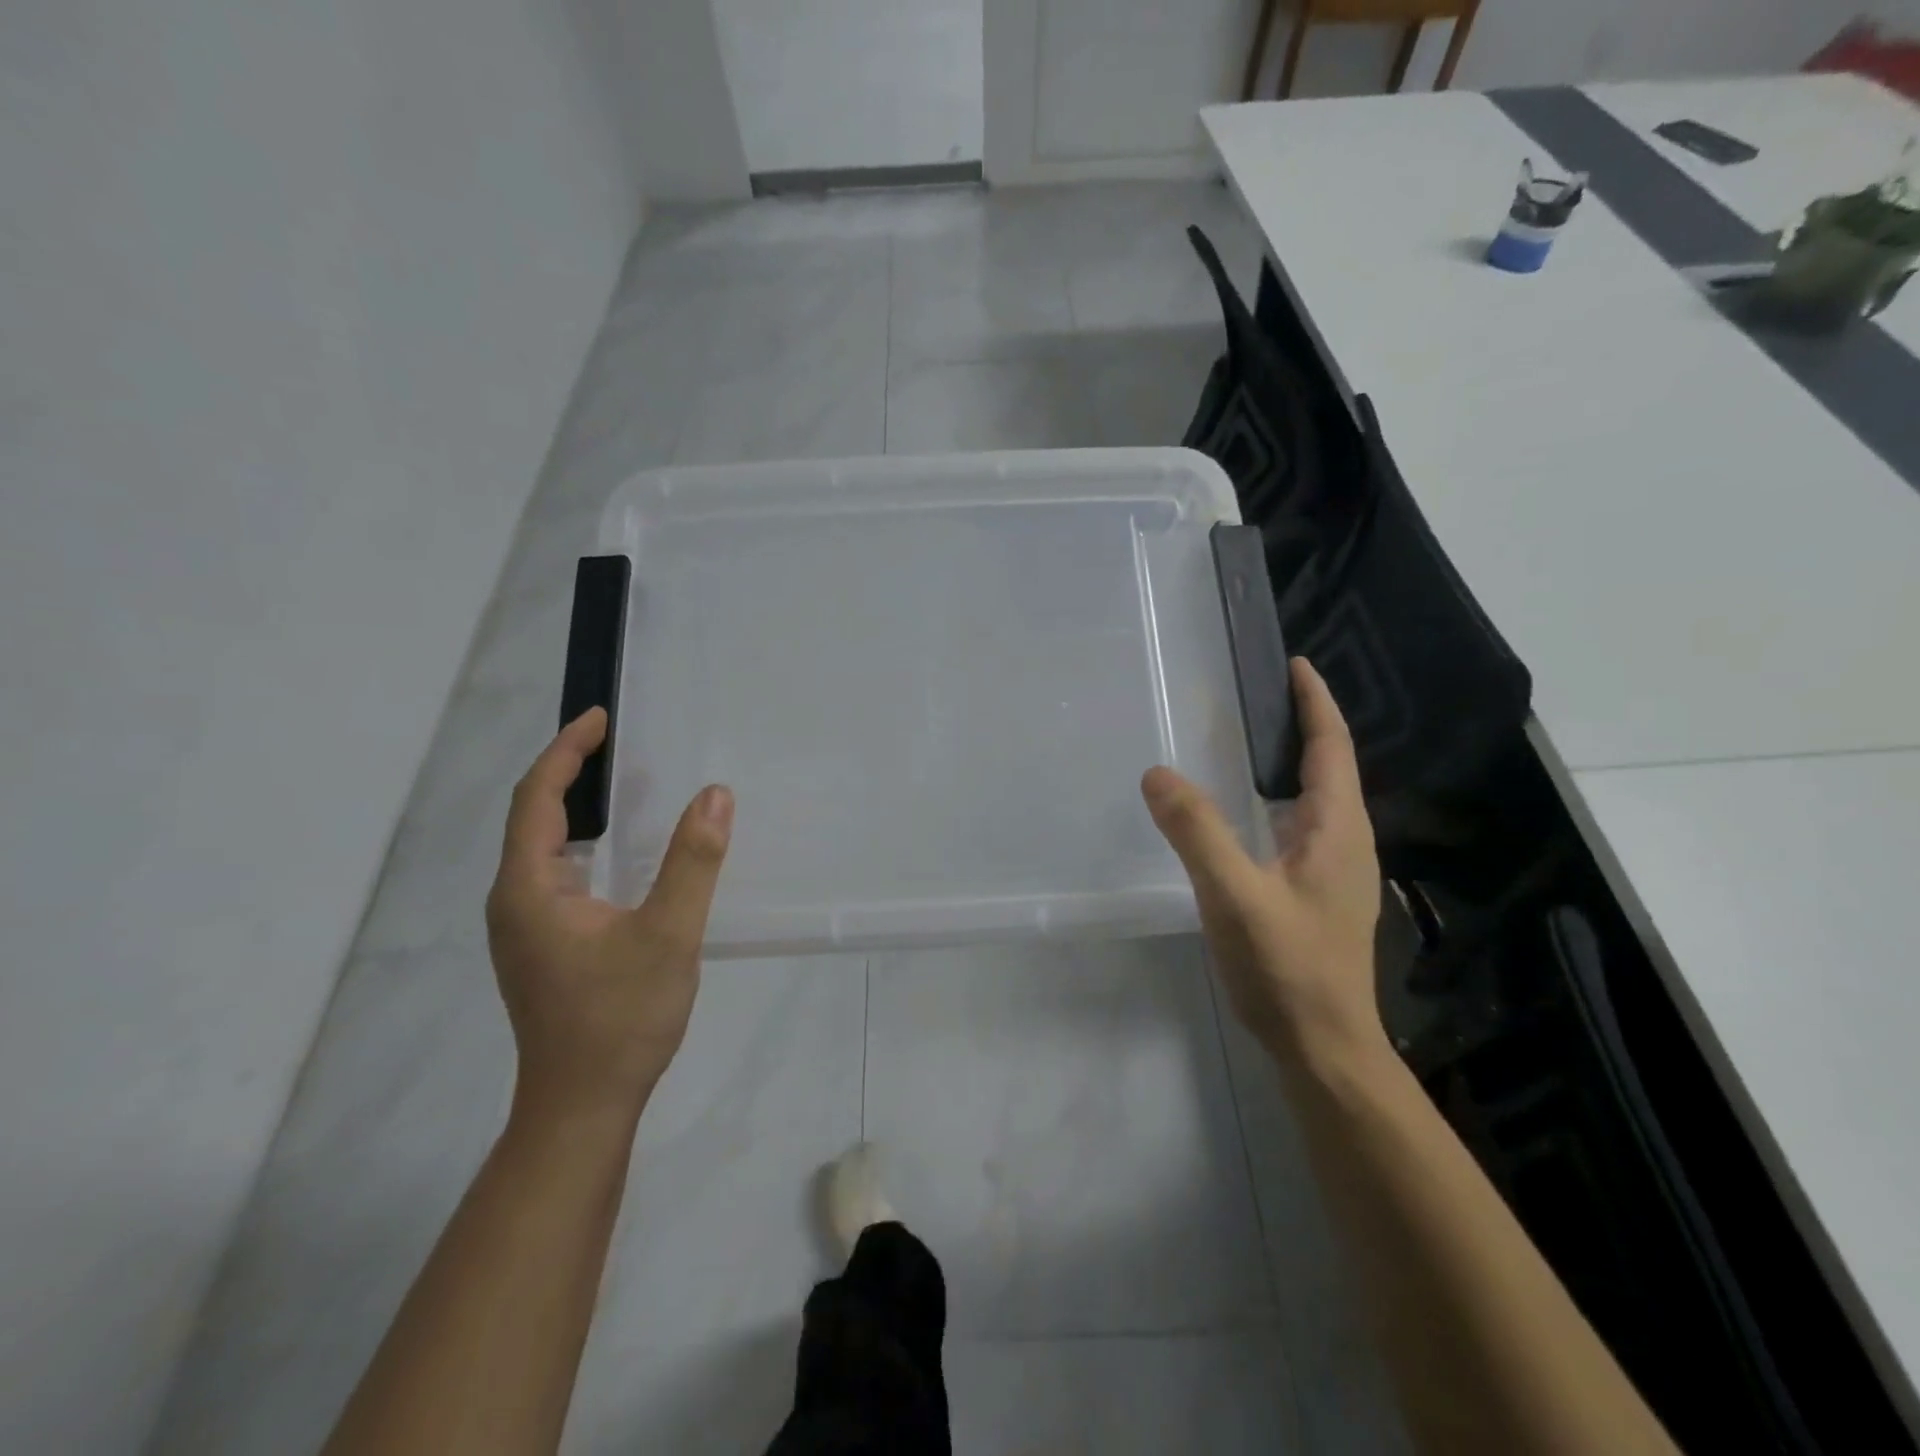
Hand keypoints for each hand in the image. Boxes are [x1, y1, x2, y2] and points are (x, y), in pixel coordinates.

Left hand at [485, 708, 732, 1122]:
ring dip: (577, 808)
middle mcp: (514, 901)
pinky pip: (558, 875)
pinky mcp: (544, 947)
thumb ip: (693, 861)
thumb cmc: (619, 1018)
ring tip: (621, 783)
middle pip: (533, 818)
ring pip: (544, 849)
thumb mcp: (668, 934)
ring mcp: (526, 928)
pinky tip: (621, 852)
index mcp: (529, 889)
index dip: (567, 752)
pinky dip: (586, 844)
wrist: (583, 1106)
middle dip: (569, 772)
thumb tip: (715, 795)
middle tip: (615, 742)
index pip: (538, 799)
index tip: (599, 717)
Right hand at [1142, 658, 1384, 1063]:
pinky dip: (1279, 800)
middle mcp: (1346, 842)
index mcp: (1337, 830)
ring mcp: (1336, 872)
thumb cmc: (1286, 967)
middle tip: (1257, 696)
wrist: (1324, 1046)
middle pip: (1329, 767)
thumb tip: (1158, 773)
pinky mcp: (1319, 895)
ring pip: (1316, 800)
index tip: (1295, 664)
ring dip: (1292, 763)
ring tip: (1250, 742)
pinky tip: (1248, 814)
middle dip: (1302, 725)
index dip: (1315, 702)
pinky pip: (1302, 827)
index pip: (1332, 748)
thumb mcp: (1233, 894)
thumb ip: (1197, 831)